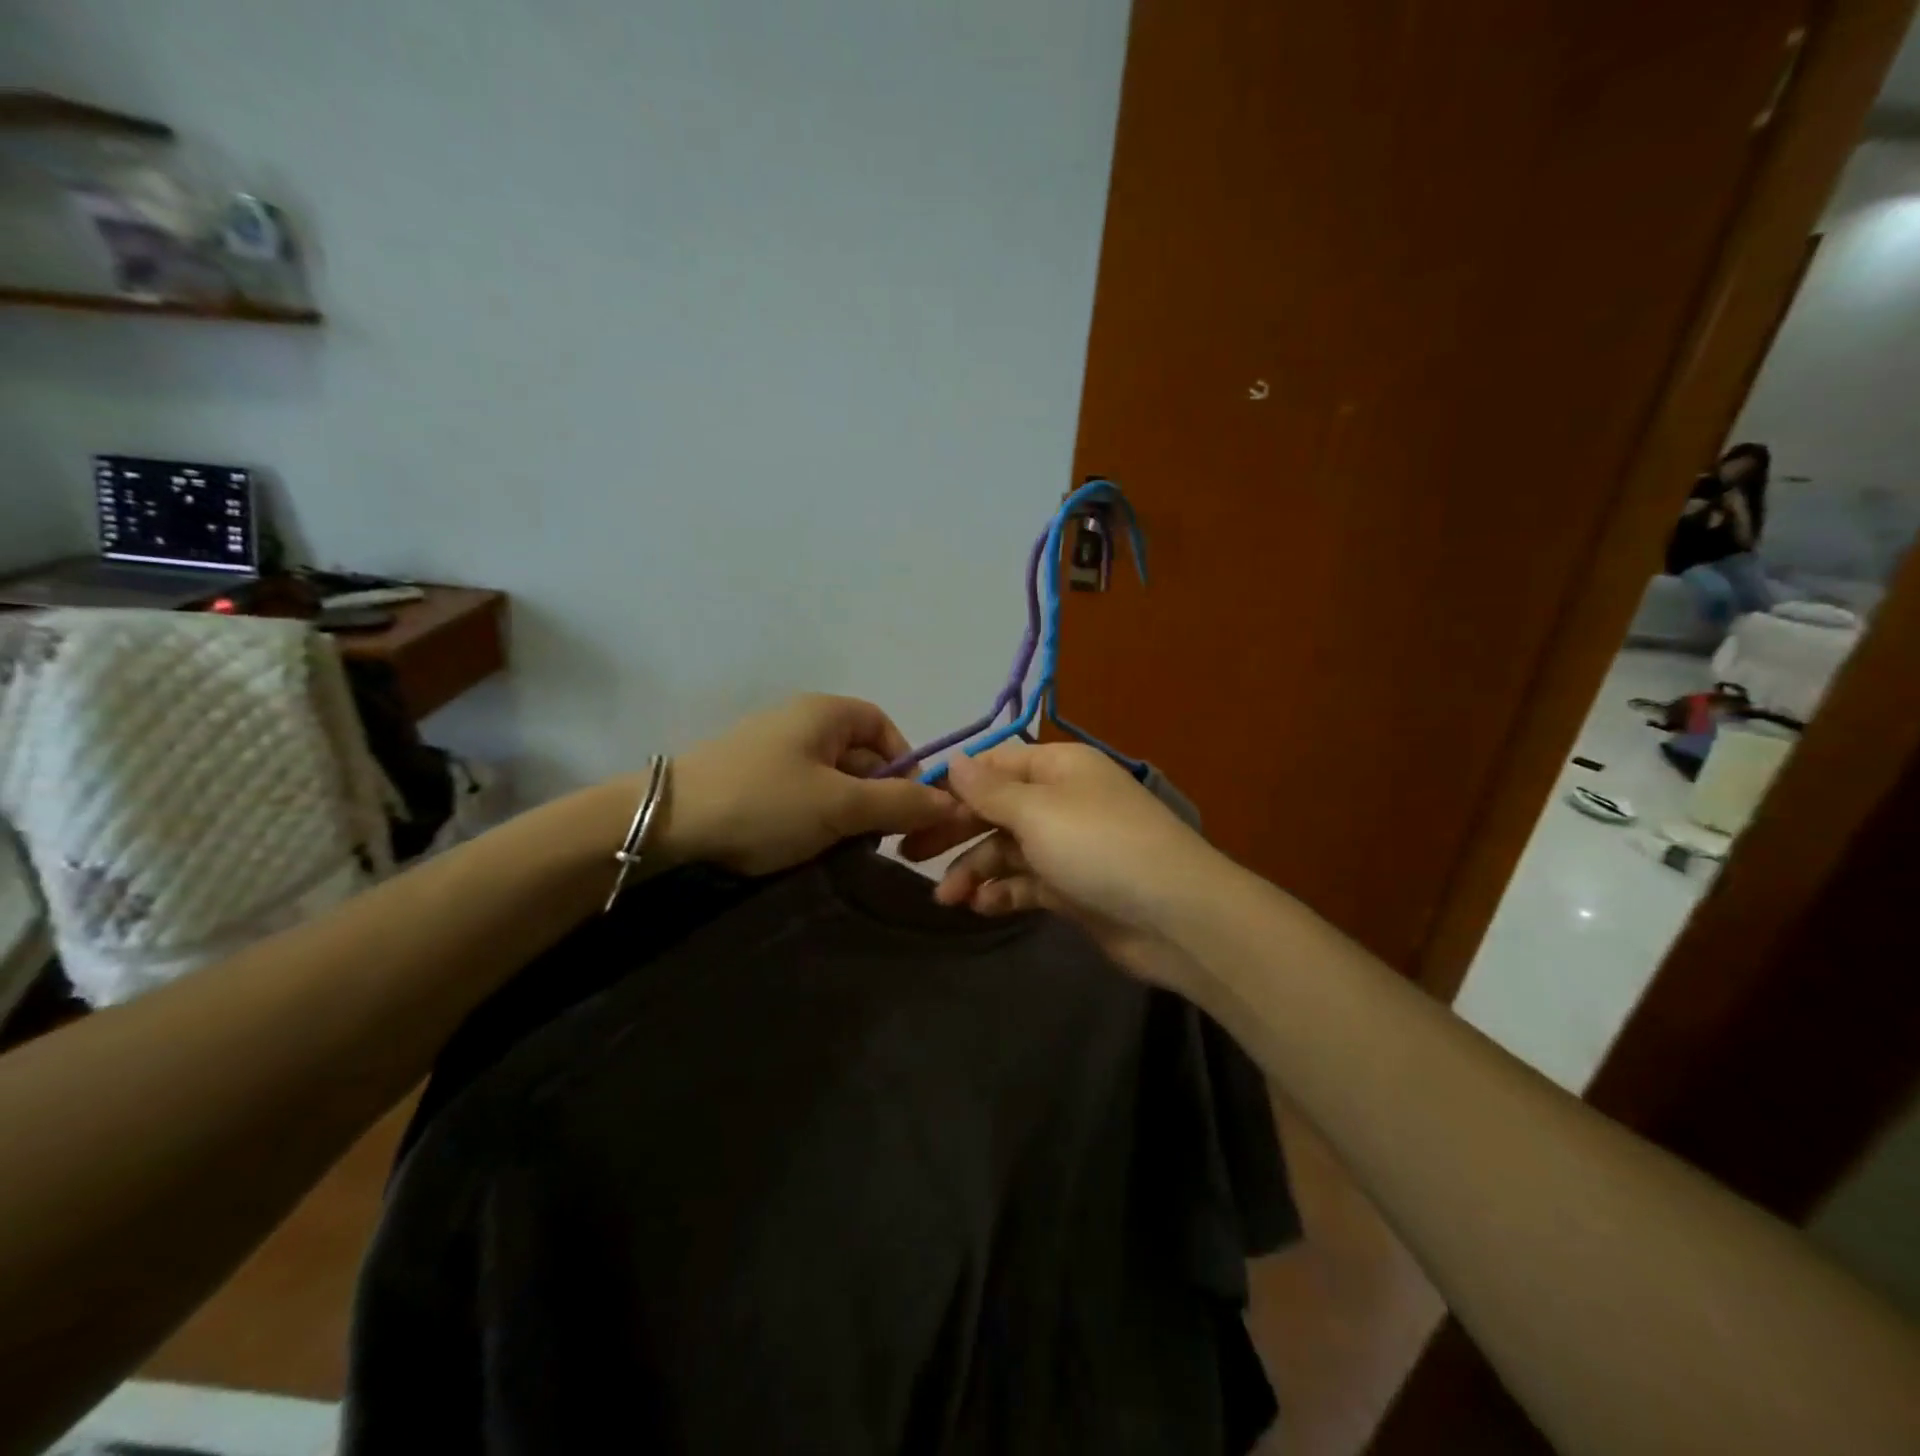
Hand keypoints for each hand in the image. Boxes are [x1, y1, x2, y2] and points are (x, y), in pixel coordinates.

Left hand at [667, 695, 961, 875]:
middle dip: (875, 796)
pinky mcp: (752, 777)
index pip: (883, 726)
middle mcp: (800, 722)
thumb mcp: (840, 805)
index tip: (909, 806)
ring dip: (846, 812)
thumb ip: (899, 803)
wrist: (668, 822)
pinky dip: (815, 817)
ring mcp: (772, 749)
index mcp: (825, 712)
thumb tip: (952, 803)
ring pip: (832, 779)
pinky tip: (808, 844)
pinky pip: (802, 792)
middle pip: (859, 755)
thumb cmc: (765, 802)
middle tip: (877, 837)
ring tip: (841, 845)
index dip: (905, 763)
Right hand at [899, 744, 1226, 991]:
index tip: (910, 807)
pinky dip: (1002, 892)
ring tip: (946, 897)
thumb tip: (953, 760)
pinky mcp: (1072, 889)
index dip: (953, 785)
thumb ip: (989, 790)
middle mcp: (1061, 801)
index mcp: (1058, 768)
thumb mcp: (1037, 810)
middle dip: (954, 831)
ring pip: (1007, 851)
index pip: (994, 766)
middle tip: (908, 855)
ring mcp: (1068, 847)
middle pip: (995, 810)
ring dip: (975, 869)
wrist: (1175, 916)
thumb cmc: (1099, 846)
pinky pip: (1026, 884)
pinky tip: (979, 907)